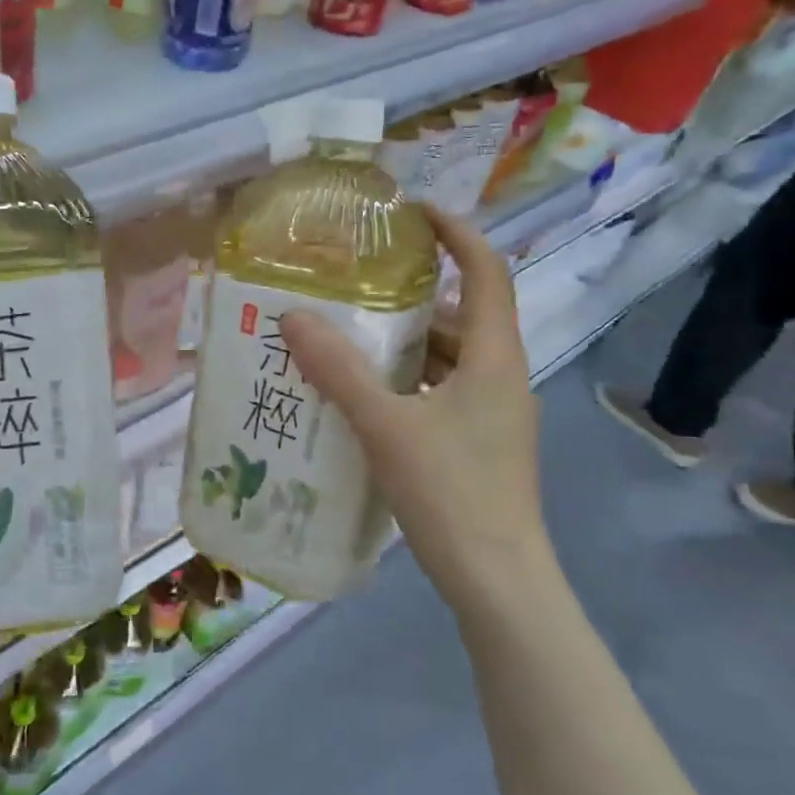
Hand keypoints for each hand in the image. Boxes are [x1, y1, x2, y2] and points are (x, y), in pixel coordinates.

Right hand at [279, 207, 556, 613]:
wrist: (497, 581)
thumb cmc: (452, 494)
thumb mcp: (386, 426)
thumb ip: (339, 370)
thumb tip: (293, 317)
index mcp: (495, 358)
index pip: (487, 272)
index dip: (457, 234)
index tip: (413, 213)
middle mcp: (501, 376)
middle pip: (462, 315)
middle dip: (413, 294)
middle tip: (356, 284)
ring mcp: (491, 413)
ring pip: (448, 357)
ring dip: (404, 342)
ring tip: (347, 335)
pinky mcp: (476, 442)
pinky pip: (439, 390)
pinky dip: (404, 380)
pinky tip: (361, 393)